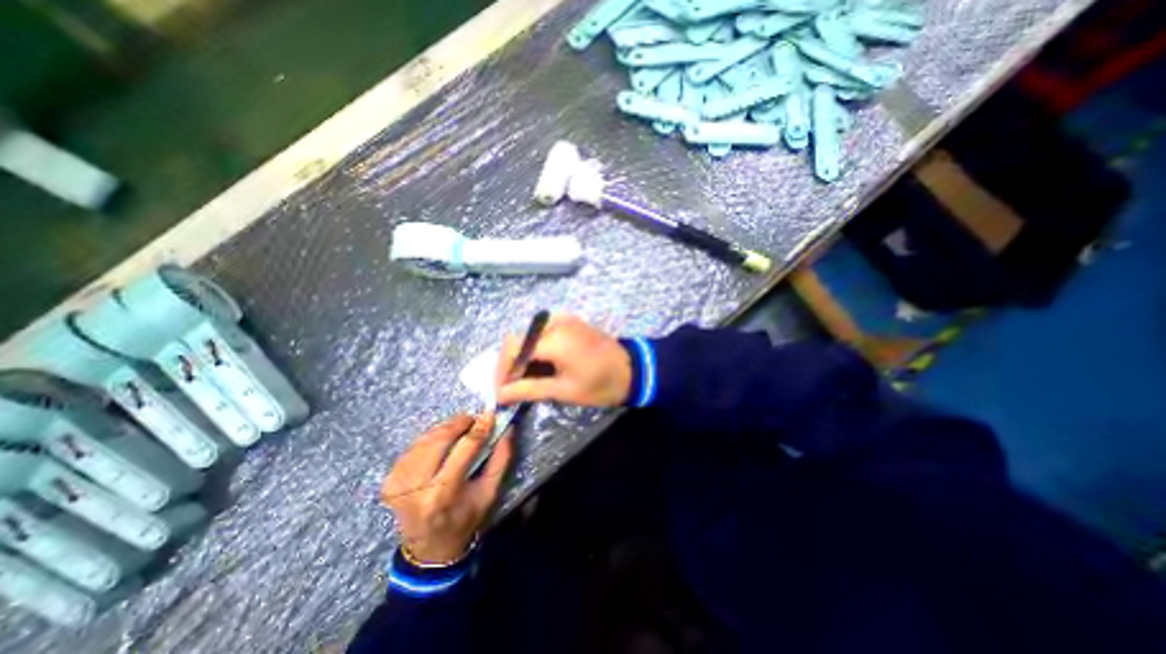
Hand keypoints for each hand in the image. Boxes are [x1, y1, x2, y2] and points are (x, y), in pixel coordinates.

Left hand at [382, 414, 511, 561]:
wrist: (429, 548)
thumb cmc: (465, 518)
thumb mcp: (490, 492)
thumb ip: (501, 459)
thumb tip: (507, 429)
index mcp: (443, 493)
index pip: (464, 448)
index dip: (479, 428)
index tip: (490, 415)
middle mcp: (416, 487)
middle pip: (439, 439)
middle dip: (459, 423)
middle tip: (472, 419)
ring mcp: (398, 483)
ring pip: (425, 440)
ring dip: (444, 429)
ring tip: (459, 429)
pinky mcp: (389, 481)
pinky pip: (412, 448)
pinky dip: (429, 439)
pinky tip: (440, 442)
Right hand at [496, 314, 633, 407]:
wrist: (632, 370)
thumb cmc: (600, 384)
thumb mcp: (563, 390)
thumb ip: (529, 389)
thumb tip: (500, 394)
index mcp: (554, 339)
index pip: (513, 348)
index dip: (502, 369)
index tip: (501, 390)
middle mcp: (555, 322)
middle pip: (518, 339)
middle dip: (511, 363)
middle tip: (512, 386)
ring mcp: (564, 319)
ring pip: (529, 335)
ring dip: (522, 355)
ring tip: (524, 379)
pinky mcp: (570, 321)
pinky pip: (542, 331)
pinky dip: (535, 347)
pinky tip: (539, 365)